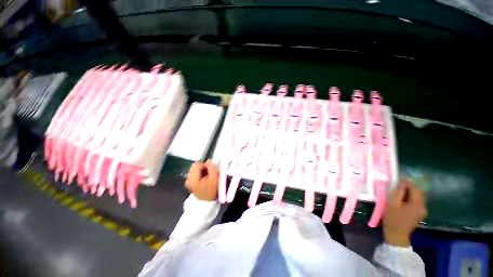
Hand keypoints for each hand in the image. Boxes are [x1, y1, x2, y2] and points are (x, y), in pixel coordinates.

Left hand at [185, 160, 219, 201]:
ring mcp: (188, 182)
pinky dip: (201, 174)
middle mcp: (188, 179)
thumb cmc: (212, 191)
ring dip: (203, 171)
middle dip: (204, 167)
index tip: (211, 169)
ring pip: (196, 170)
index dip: (205, 164)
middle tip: (211, 172)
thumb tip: (209, 160)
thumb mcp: (214, 178)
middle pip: (195, 167)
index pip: (197, 164)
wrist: (208, 203)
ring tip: (209, 176)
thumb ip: (212, 167)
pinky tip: (206, 179)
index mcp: (192, 178)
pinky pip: (196, 175)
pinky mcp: (191, 184)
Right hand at [383, 179, 426, 246]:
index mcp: (417, 204)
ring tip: (399, 191)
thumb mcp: (392, 203)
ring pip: (418, 196)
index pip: (415, 188)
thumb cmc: (392, 218)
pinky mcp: (420, 213)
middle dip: (409, 186)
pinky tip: (403, 199)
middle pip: (419, 191)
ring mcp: (422, 211)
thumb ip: (398, 192)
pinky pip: (417, 201)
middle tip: (398, 184)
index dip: (407, 182)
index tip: (398, 179)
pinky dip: (411, 197)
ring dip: (410, 192)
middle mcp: (423, 206)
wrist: (396, 235)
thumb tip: (402, 182)